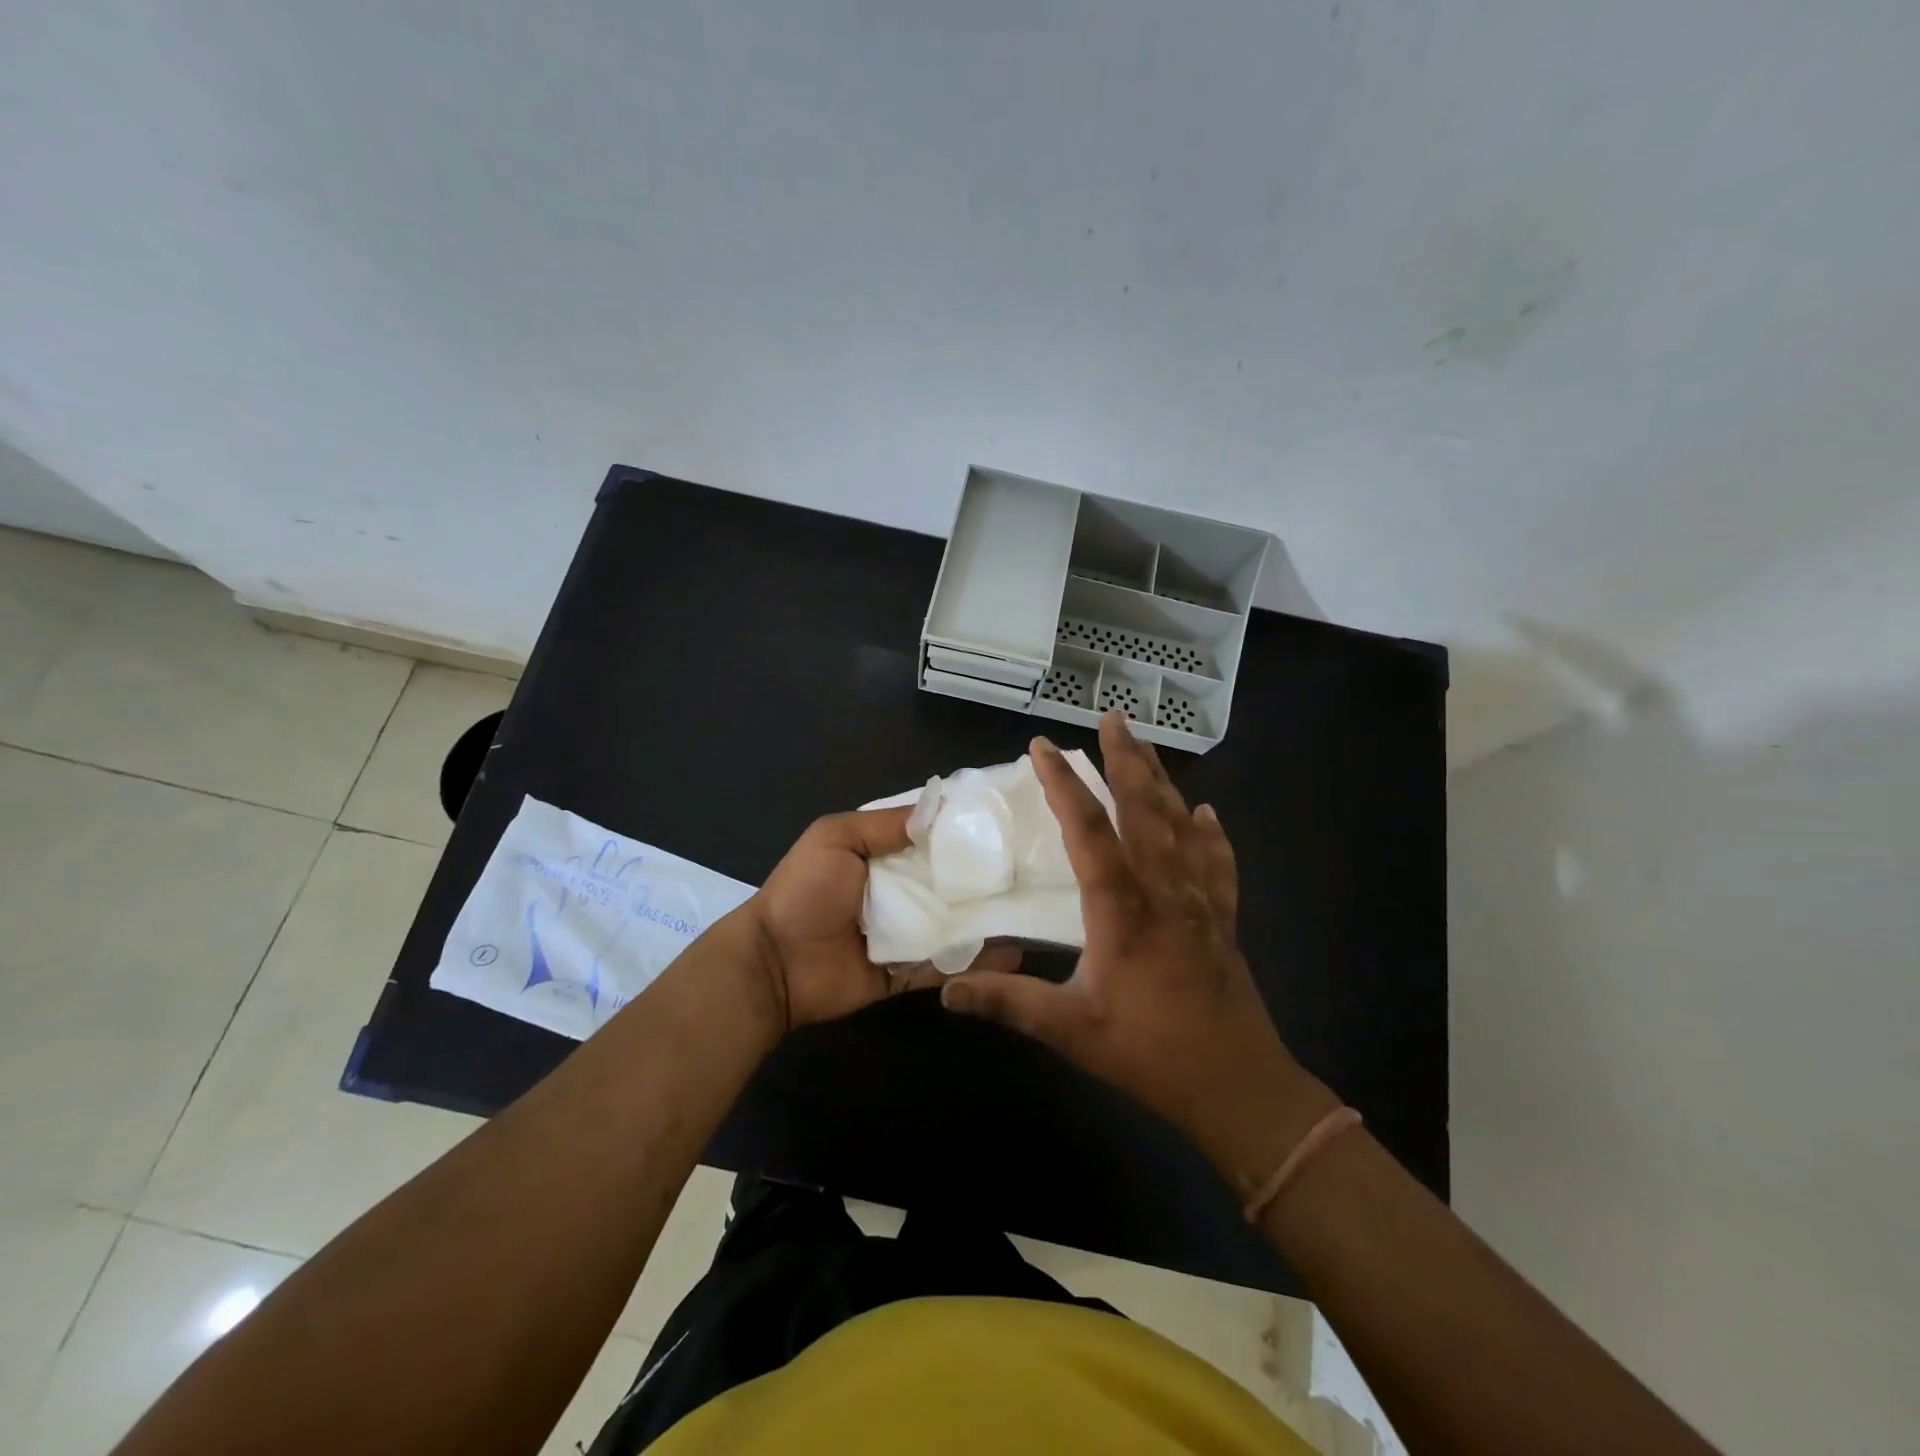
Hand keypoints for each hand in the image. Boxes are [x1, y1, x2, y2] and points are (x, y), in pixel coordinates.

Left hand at [744, 807, 1020, 1031]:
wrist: (774, 964)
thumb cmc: (803, 892)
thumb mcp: (835, 838)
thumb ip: (884, 825)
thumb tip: (940, 810)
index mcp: (883, 854)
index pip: (933, 838)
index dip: (965, 830)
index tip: (1010, 822)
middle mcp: (901, 890)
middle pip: (952, 881)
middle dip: (988, 876)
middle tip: (1037, 870)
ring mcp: (907, 933)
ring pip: (957, 924)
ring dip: (990, 920)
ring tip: (1038, 912)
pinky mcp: (908, 973)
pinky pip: (945, 966)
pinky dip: (976, 964)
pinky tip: (1014, 956)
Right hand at [940, 712, 1336, 1189]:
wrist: (1238, 1085)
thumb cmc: (1150, 1052)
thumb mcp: (1071, 1030)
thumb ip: (1008, 1004)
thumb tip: (947, 991)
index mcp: (1122, 907)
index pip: (1087, 829)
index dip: (1063, 783)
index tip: (1043, 746)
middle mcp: (1163, 888)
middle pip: (1144, 807)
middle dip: (1125, 759)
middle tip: (1111, 718)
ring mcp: (1199, 899)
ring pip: (1181, 823)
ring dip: (1162, 780)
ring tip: (1145, 745)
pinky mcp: (1222, 917)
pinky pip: (1217, 860)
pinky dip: (1210, 831)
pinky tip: (1207, 812)